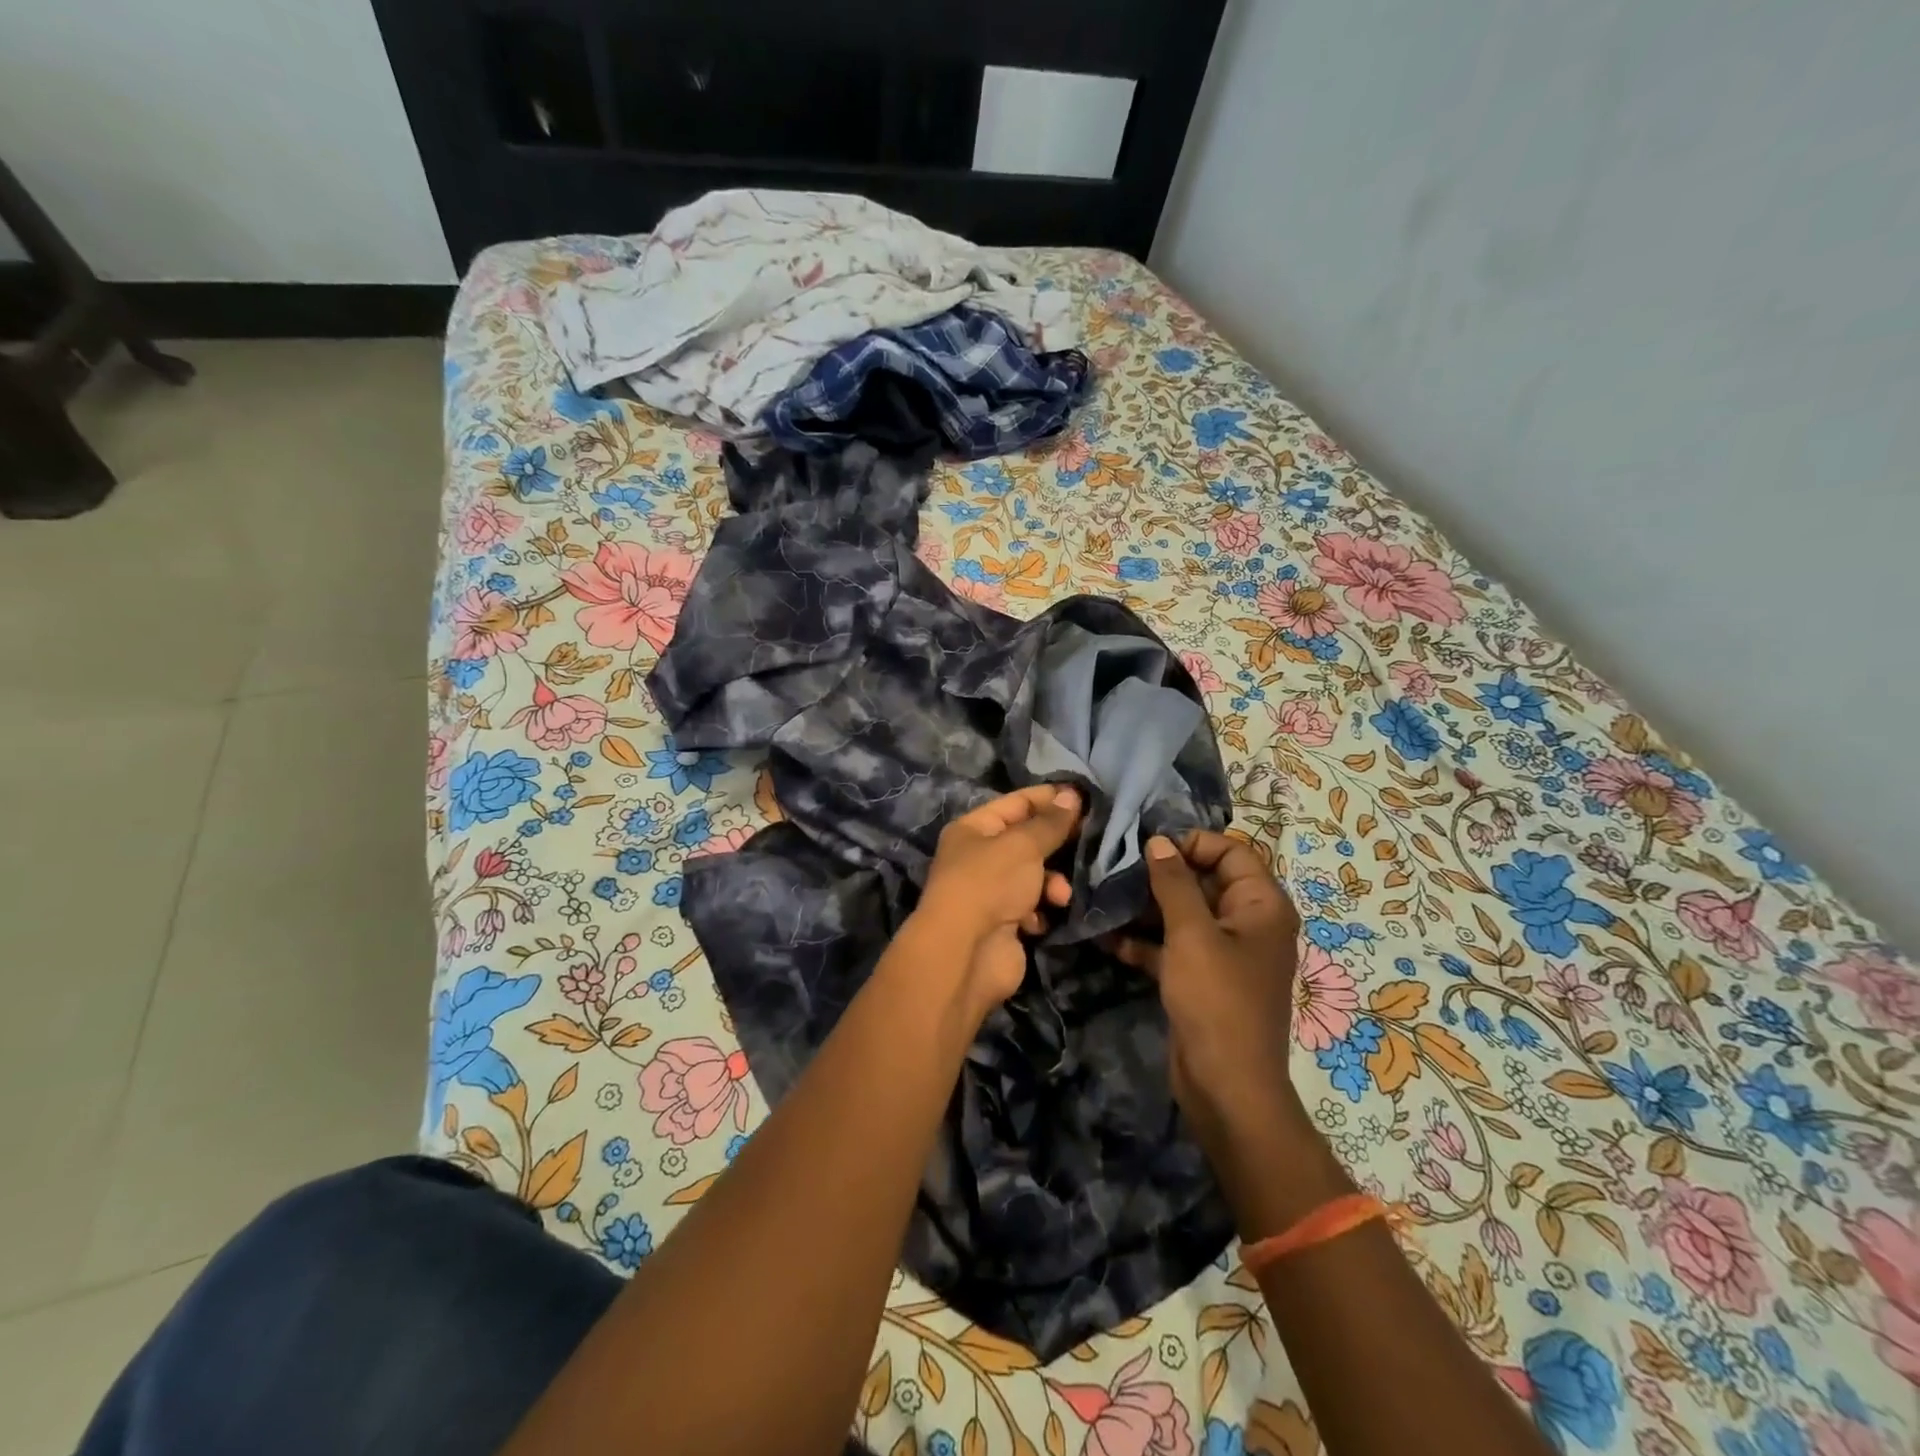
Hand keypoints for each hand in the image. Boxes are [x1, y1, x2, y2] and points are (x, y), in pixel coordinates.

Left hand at [914, 784, 1082, 1012]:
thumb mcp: (1023, 845)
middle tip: (1092, 839)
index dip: (1049, 798)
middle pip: (1027, 841)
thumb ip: (1051, 822)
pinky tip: (1045, 918)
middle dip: (1057, 843)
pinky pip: (1032, 907)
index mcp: (973, 829)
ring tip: (1060, 895)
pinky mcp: (1003, 924)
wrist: (966, 952)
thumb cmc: (990, 883)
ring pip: (1034, 876)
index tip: (1085, 797)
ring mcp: (991, 892)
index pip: (1016, 803)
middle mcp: (979, 857)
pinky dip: (1042, 910)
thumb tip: (1072, 795)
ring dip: (1053, 882)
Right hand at [1112, 830, 1303, 1153]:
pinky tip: (1108, 937)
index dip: (1191, 844)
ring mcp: (1224, 952)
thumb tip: (1158, 841)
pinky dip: (1145, 941)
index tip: (1148, 848)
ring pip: (1183, 913)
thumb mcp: (1192, 934)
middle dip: (1161, 875)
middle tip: (1116, 870)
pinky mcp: (1201, 978)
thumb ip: (1174, 883)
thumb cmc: (1216, 1000)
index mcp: (1261, 905)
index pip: (1230, 852)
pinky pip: (1173, 946)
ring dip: (1146, 908)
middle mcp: (1247, 923)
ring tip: (1105, 898)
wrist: (1226, 1086)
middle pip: (1204, 880)